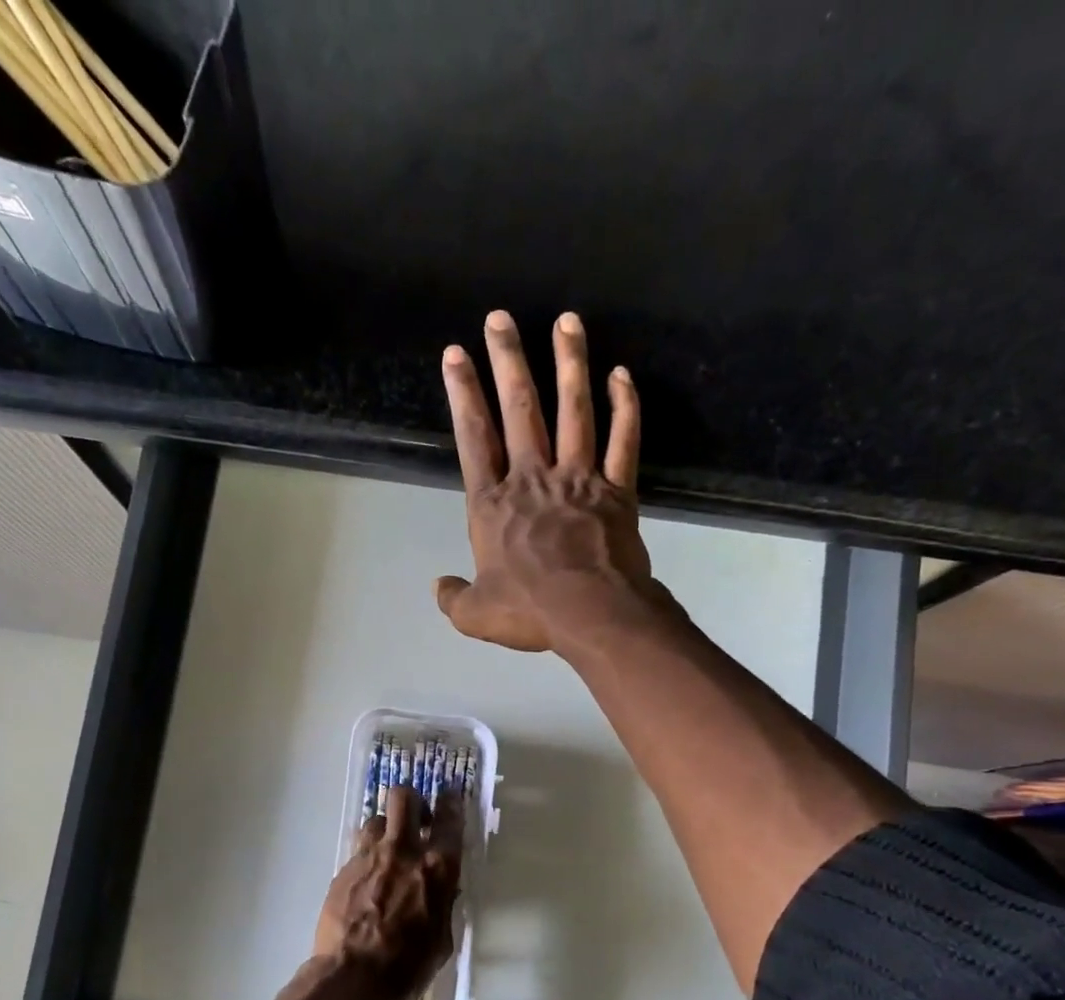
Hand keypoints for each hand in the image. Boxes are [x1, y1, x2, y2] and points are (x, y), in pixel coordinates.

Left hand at [307, 784, 464, 999]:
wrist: (352, 978)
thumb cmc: (408, 967)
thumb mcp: (441, 939)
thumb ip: (443, 904)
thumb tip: (443, 890)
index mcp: (437, 868)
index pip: (450, 820)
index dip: (452, 802)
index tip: (452, 794)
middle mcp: (403, 852)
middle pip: (404, 799)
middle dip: (412, 801)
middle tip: (416, 819)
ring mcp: (368, 857)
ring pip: (376, 820)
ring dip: (385, 830)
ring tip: (387, 851)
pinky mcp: (343, 869)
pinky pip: (358, 851)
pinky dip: (366, 859)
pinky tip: (367, 882)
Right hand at [435, 310, 659, 653]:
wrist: (591, 614)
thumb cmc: (529, 611)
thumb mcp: (475, 615)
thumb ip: (453, 598)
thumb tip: (439, 586)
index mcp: (493, 505)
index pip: (473, 438)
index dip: (463, 394)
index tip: (456, 354)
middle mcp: (532, 479)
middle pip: (520, 410)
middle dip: (507, 360)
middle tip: (501, 318)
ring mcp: (578, 479)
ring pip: (574, 410)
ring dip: (569, 364)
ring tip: (566, 322)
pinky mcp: (616, 490)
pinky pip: (623, 439)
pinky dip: (625, 406)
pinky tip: (622, 375)